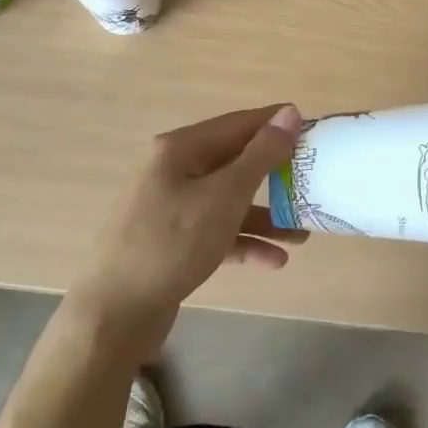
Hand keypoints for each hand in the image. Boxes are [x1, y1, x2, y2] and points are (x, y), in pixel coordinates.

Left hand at [67, 104, 306, 357]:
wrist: (113, 315)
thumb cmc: (172, 244)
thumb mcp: (225, 196)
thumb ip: (261, 154)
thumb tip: (289, 112)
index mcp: (181, 148)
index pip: (239, 124)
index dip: (277, 125)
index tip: (314, 133)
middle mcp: (174, 169)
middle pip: (234, 162)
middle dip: (275, 176)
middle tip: (312, 183)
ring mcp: (170, 206)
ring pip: (227, 200)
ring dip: (264, 215)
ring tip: (302, 234)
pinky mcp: (171, 241)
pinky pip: (215, 231)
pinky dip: (243, 241)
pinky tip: (274, 261)